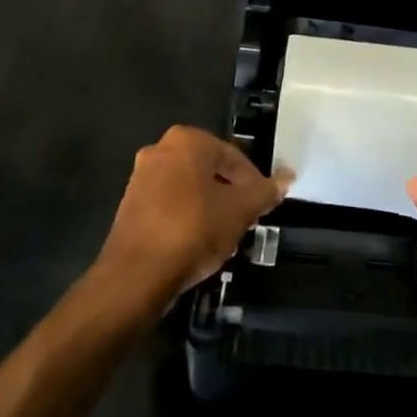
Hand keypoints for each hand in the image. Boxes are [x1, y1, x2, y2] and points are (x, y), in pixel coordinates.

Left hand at [98, 126, 289, 310]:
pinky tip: (197, 242)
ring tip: (224, 234)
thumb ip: (265, 191)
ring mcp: (140, 178)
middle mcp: (160, 150)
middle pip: (209, 170)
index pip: (233, 157)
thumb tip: (288, 176)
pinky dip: (186, 217)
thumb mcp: (241, 210)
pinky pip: (168, 205)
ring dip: (208, 206)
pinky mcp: (129, 206)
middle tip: (245, 218)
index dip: (253, 182)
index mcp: (187, 141)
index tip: (262, 206)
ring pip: (188, 188)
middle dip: (230, 193)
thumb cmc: (194, 229)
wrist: (136, 275)